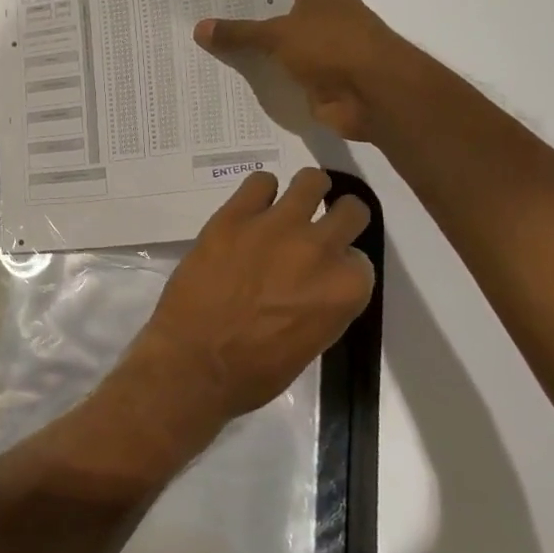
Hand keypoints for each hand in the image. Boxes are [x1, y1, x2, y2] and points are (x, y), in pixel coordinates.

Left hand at [126, 168, 375, 422]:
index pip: (359, 258)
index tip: (323, 270)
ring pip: (311, 181)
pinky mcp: (234, 216)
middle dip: (337, 218)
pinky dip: (258, 193)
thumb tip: (313, 283)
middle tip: (315, 229)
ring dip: (305, 191)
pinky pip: (259, 181)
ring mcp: (277, 226)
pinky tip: (250, 208)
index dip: (340, 263)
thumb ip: (322, 304)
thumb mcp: (311, 343)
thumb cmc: (254, 371)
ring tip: (288, 206)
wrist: (193, 362)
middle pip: (350, 210)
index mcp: (346, 289)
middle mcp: (320, 249)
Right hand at [195, 0, 394, 140]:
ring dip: (248, 58)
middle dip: (239, 27)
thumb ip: (239, 32)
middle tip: (195, 31)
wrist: (375, 94)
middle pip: (270, 19)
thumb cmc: (332, 46)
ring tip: (202, 57)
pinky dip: (260, 82)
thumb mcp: (278, 33)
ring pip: (273, 51)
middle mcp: (319, 15)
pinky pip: (279, 78)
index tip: (206, 1)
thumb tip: (199, 27)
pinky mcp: (315, 81)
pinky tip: (226, 85)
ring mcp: (318, 50)